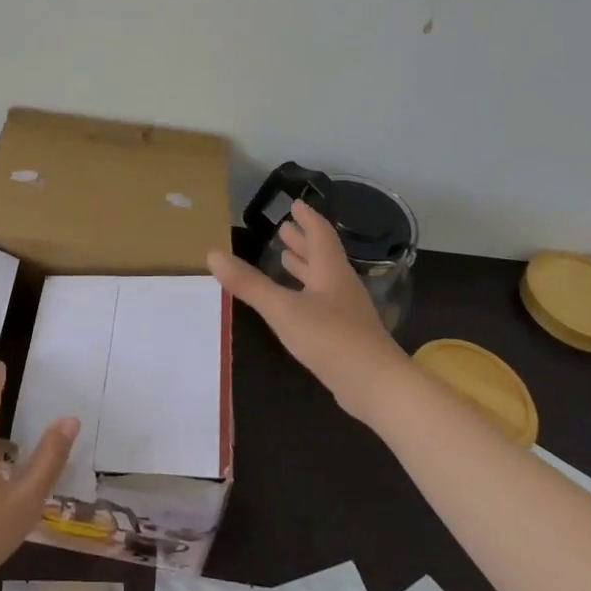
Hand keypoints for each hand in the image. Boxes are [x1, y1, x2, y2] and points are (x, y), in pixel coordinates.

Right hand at [209, 199, 404, 420]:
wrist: (377, 386)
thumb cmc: (330, 338)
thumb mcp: (283, 308)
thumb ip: (249, 283)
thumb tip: (213, 254)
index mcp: (330, 271)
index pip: (320, 234)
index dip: (308, 219)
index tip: (296, 204)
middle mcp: (340, 286)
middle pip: (322, 256)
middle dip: (303, 242)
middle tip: (285, 228)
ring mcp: (346, 313)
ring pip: (323, 281)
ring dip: (305, 267)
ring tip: (287, 259)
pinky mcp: (346, 337)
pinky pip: (323, 304)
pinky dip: (307, 294)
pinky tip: (297, 305)